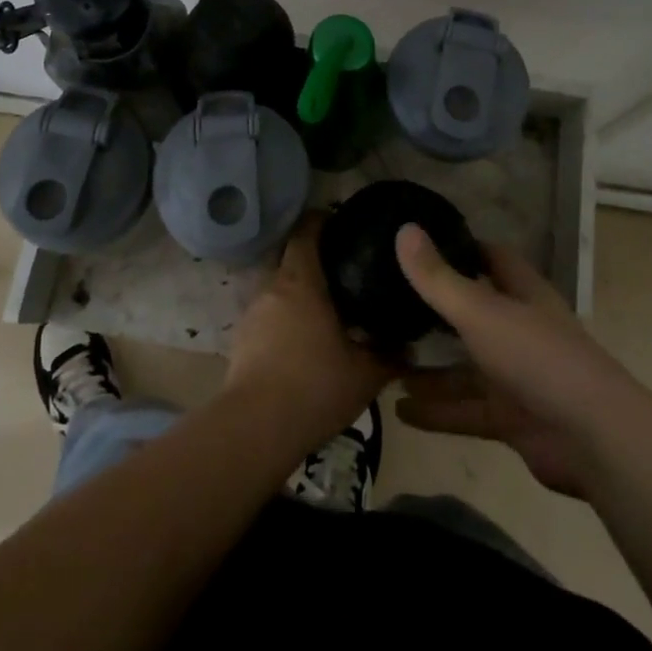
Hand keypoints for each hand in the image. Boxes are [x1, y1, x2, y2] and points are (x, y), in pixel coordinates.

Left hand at [225, 215, 395, 455]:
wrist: (255, 429)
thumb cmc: (314, 387)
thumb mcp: (363, 374)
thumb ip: (389, 357)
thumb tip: (411, 349)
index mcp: (301, 281)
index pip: (305, 231)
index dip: (321, 221)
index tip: (340, 222)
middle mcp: (272, 287)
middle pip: (288, 257)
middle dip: (310, 258)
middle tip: (339, 269)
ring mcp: (251, 313)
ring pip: (276, 288)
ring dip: (295, 292)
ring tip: (322, 308)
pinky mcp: (240, 340)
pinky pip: (266, 315)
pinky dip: (282, 319)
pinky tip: (300, 341)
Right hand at [393, 224, 635, 497]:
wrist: (596, 441)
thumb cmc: (538, 358)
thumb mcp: (481, 312)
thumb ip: (438, 278)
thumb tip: (403, 229)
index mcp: (522, 294)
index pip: (490, 258)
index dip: (458, 248)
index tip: (418, 243)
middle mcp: (519, 329)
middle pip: (472, 312)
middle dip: (434, 310)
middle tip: (387, 302)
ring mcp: (517, 377)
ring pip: (465, 366)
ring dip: (429, 367)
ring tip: (383, 359)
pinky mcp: (512, 419)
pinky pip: (466, 410)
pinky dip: (436, 411)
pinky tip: (400, 410)